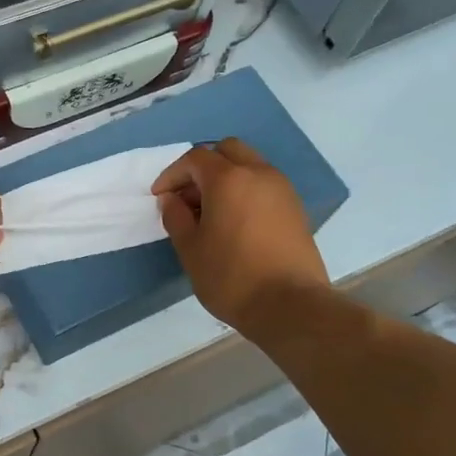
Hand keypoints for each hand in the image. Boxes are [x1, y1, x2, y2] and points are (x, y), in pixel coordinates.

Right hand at [152, 138, 329, 333]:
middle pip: (227, 150)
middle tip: (188, 197)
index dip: (172, 174)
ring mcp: (282, 189)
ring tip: (210, 212)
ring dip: (226, 177)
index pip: (195, 158)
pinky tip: (235, 222)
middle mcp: (258, 173)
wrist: (290, 305)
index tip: (160, 197)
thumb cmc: (230, 277)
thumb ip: (176, 217)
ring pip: (249, 165)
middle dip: (202, 167)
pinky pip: (264, 184)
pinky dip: (245, 190)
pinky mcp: (295, 208)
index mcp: (228, 179)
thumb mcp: (190, 249)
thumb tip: (171, 199)